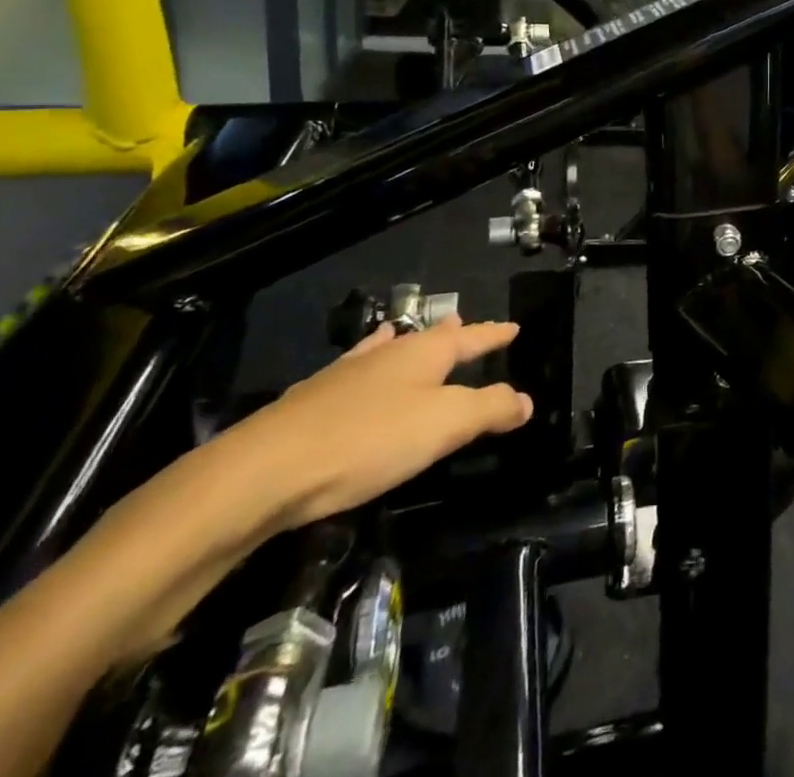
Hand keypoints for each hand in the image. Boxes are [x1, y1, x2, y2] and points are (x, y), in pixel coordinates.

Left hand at [214, 316, 533, 531]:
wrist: (266, 470)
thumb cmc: (369, 441)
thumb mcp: (445, 425)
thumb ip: (490, 409)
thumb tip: (526, 399)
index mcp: (425, 354)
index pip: (471, 337)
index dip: (494, 334)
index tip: (514, 327)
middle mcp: (388, 354)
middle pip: (428, 337)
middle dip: (451, 333)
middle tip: (464, 322)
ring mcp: (347, 375)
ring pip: (387, 349)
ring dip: (405, 344)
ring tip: (408, 335)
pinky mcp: (313, 400)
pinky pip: (355, 370)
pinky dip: (367, 363)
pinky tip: (356, 369)